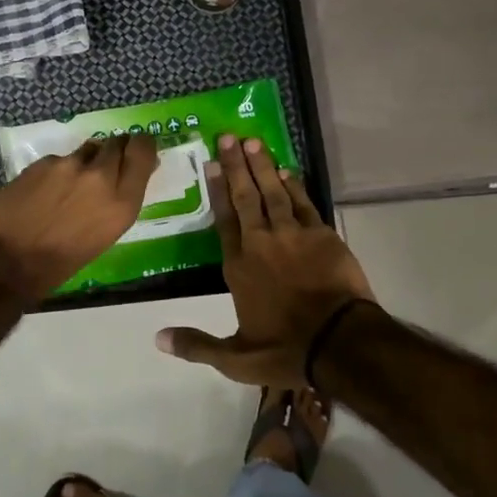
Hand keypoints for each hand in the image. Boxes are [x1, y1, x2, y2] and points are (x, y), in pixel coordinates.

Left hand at [0, 133, 157, 305]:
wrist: (2, 263)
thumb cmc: (58, 265)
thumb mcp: (102, 237)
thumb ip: (116, 202)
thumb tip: (121, 180)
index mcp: (122, 203)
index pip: (143, 151)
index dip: (142, 145)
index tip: (139, 149)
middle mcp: (100, 177)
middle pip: (117, 143)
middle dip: (114, 151)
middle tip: (104, 166)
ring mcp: (69, 166)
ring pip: (87, 149)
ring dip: (85, 162)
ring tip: (68, 186)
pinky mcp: (41, 163)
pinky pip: (59, 160)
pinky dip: (57, 172)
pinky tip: (42, 192)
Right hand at [156, 133, 373, 386]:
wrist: (339, 342)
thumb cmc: (285, 350)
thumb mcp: (235, 359)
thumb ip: (196, 345)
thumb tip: (157, 338)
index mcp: (239, 267)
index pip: (223, 220)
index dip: (217, 191)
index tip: (212, 164)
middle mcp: (261, 242)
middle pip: (246, 197)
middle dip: (236, 166)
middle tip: (228, 137)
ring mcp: (293, 235)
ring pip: (274, 193)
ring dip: (263, 167)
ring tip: (253, 142)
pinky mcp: (322, 235)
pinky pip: (304, 203)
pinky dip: (295, 185)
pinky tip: (287, 170)